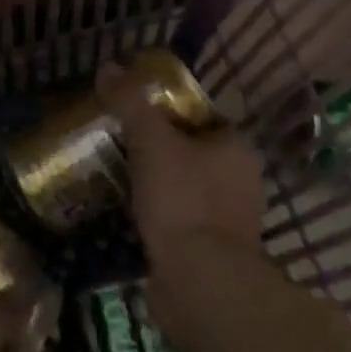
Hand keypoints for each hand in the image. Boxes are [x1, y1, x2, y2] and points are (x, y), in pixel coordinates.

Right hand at [102, 62, 268, 343]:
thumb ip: (130, 101)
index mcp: (237, 149)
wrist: (200, 284)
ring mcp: (231, 223)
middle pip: (193, 153)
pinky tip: (130, 215)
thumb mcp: (150, 139)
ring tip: (117, 178)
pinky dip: (159, 218)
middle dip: (159, 150)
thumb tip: (108, 66)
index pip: (203, 117)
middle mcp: (242, 183)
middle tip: (119, 144)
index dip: (169, 111)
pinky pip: (181, 222)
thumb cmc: (183, 200)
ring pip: (186, 189)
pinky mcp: (213, 255)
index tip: (135, 114)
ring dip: (157, 186)